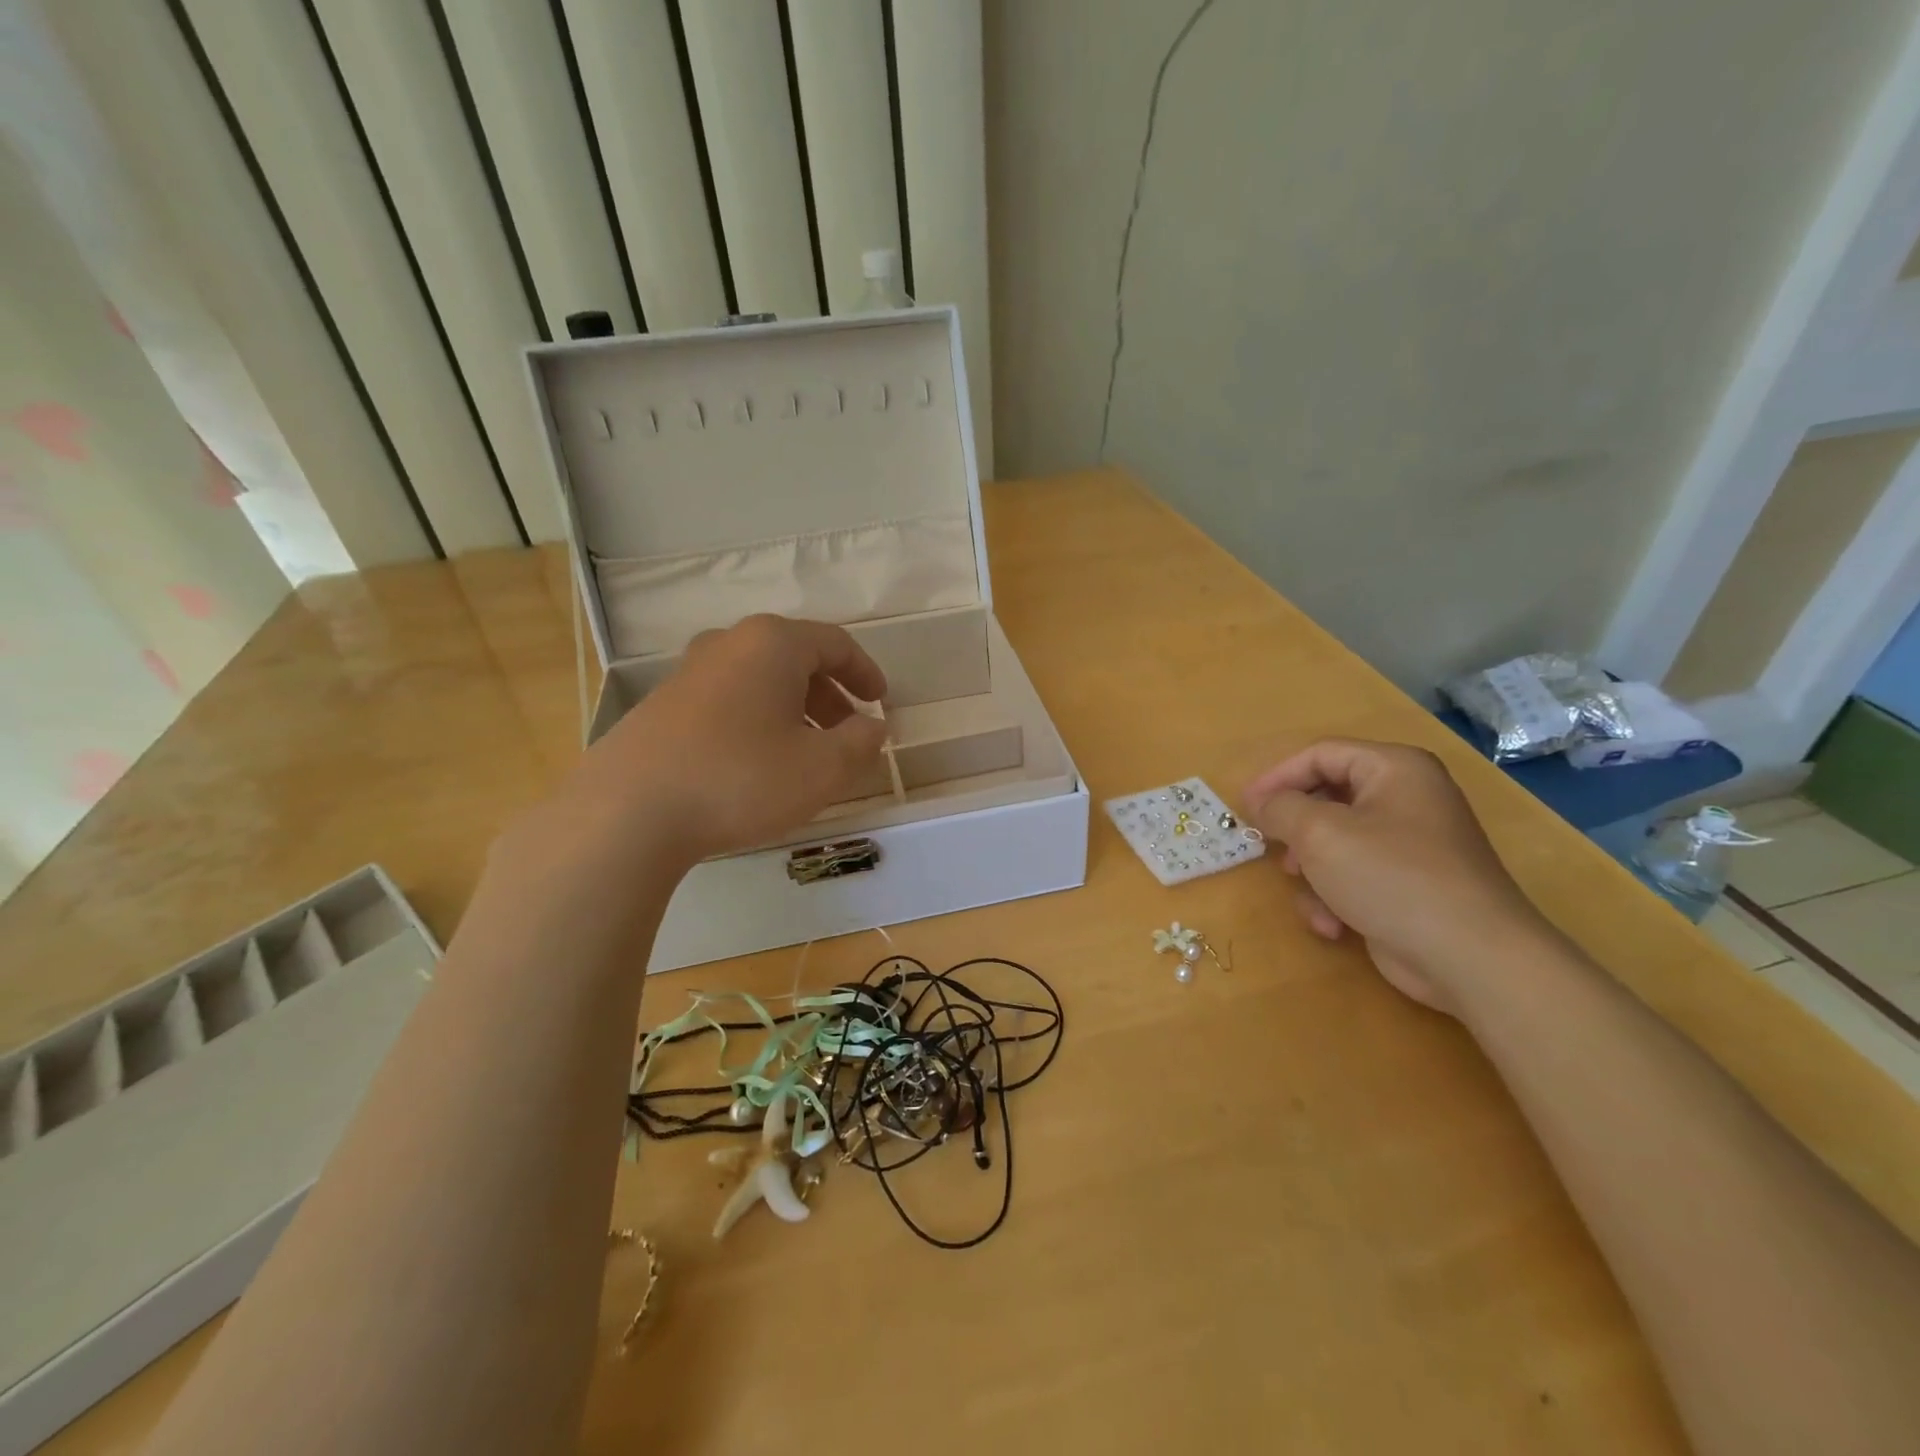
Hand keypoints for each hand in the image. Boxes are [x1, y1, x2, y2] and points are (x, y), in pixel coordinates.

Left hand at [548, 615, 888, 867]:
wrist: (628, 812)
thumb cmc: (741, 779)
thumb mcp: (822, 768)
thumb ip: (861, 743)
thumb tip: (872, 727)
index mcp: (772, 644)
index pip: (835, 643)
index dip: (865, 672)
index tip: (881, 701)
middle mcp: (728, 644)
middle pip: (795, 659)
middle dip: (831, 695)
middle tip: (849, 732)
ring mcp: (688, 673)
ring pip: (760, 682)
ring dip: (794, 711)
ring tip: (807, 753)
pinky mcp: (662, 706)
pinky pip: (728, 701)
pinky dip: (758, 722)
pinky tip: (757, 764)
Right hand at [1244, 740, 1551, 1014]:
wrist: (1470, 958)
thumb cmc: (1391, 877)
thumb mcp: (1320, 833)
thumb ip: (1279, 808)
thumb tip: (1261, 803)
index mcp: (1395, 769)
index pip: (1320, 754)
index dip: (1277, 777)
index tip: (1244, 807)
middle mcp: (1406, 798)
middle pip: (1326, 798)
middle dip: (1295, 830)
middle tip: (1269, 850)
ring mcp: (1410, 844)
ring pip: (1335, 842)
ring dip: (1311, 871)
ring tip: (1307, 894)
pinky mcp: (1408, 885)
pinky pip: (1354, 875)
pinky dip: (1335, 897)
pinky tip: (1333, 925)